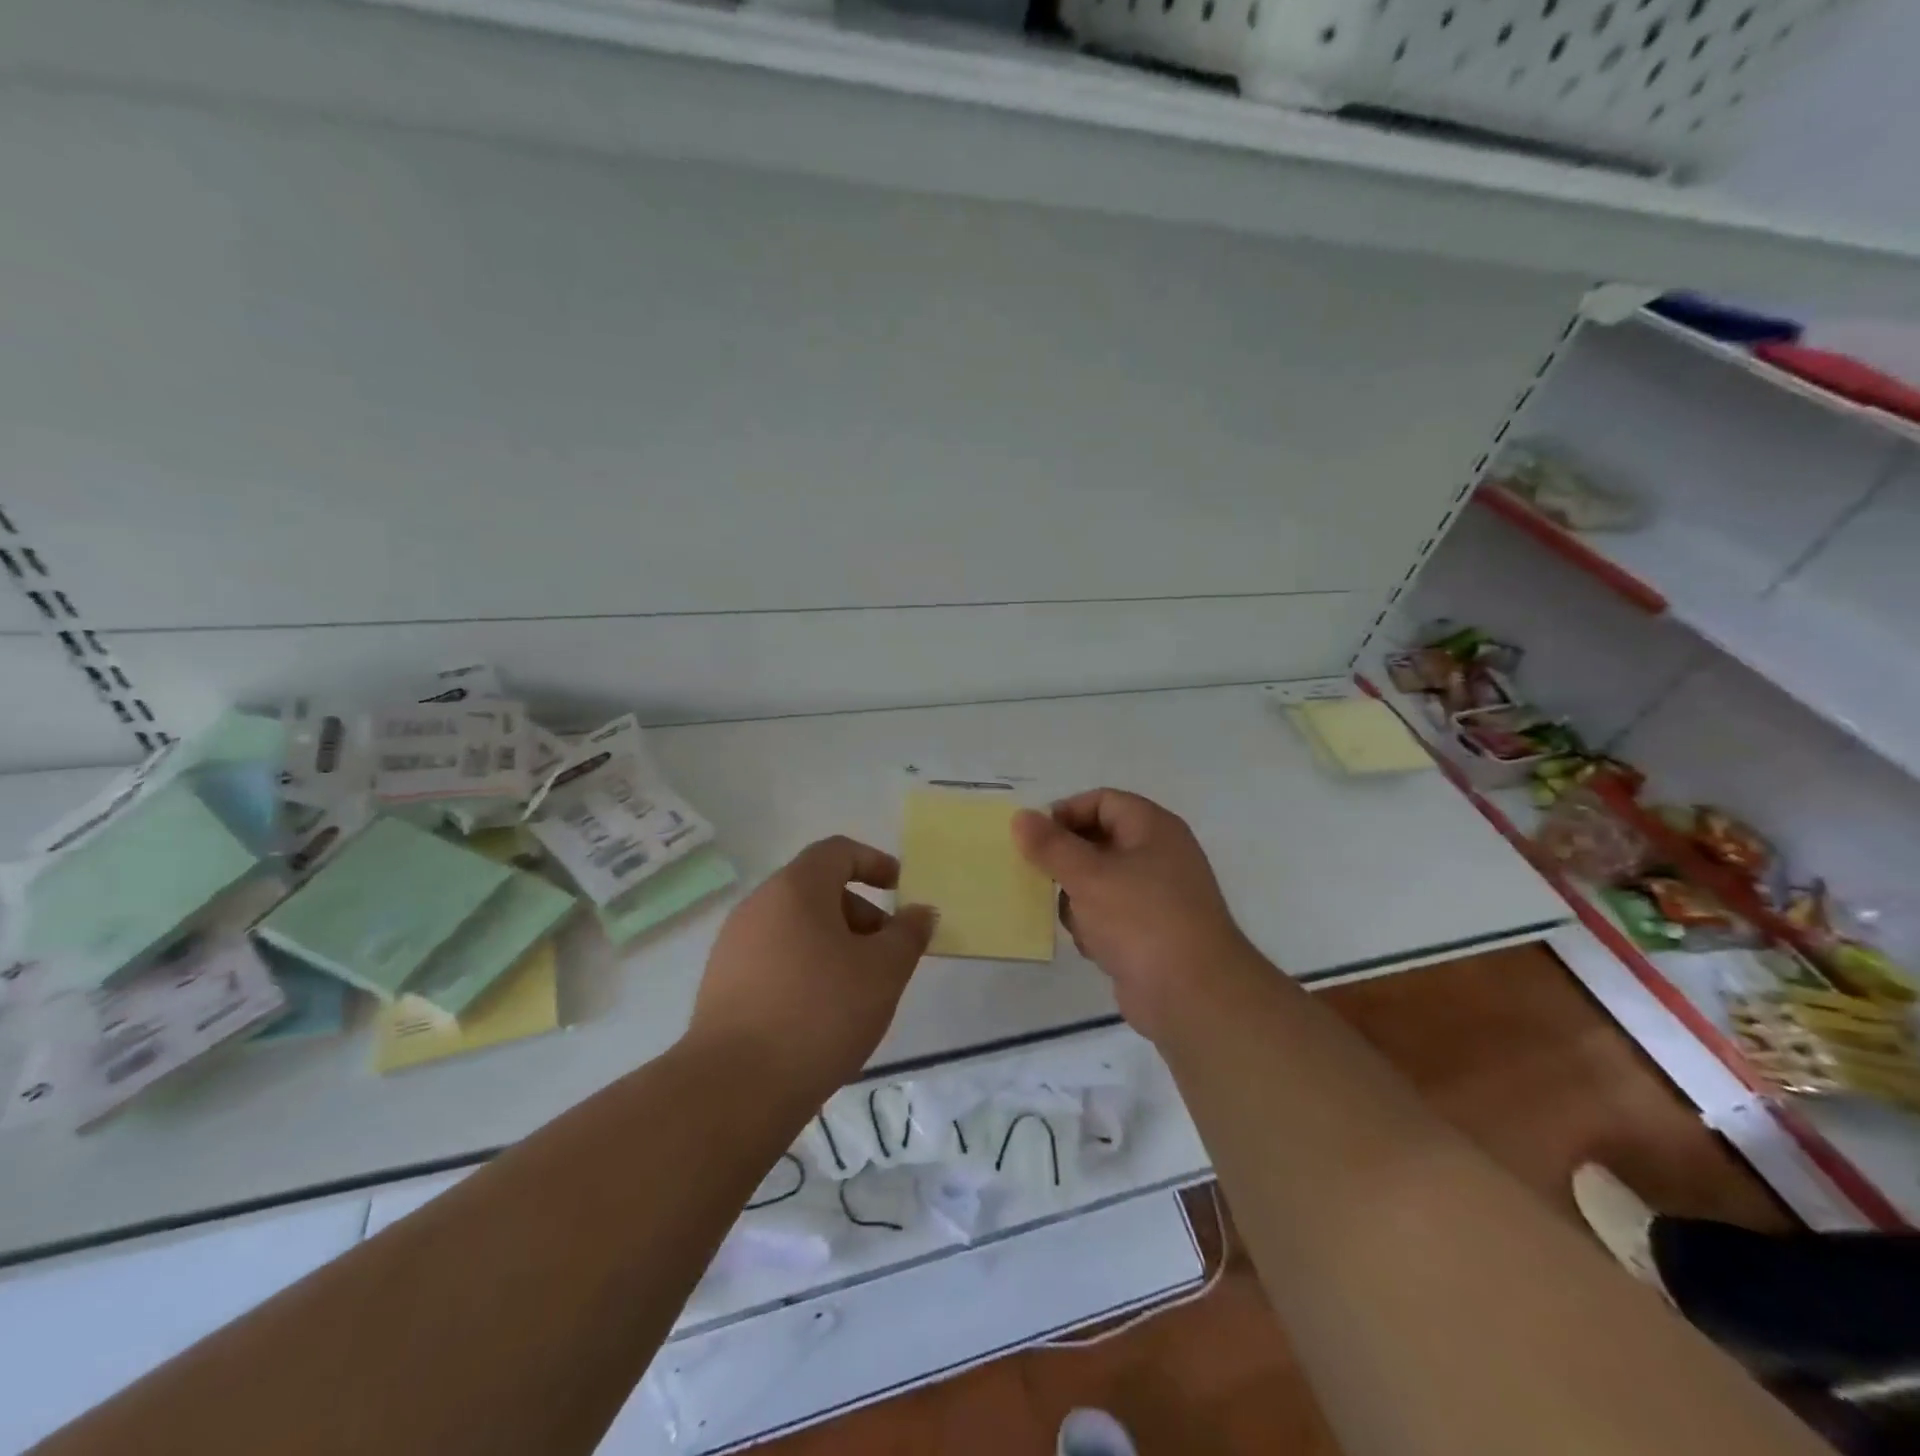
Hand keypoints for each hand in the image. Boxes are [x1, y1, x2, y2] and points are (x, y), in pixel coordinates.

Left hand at [688, 836, 937, 1100]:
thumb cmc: (820, 1012)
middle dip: (860, 913)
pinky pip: (775, 957)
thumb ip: (908, 934)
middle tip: (887, 954)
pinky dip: (806, 967)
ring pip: (796, 926)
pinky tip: (821, 1012)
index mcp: (795, 888)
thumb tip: (919, 912)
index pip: (837, 851)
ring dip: (834, 943)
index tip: (900, 889)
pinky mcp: (722, 983)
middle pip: (817, 889)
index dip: (874, 862)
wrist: (736, 1087)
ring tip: (858, 989)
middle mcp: (759, 905)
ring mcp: (734, 945)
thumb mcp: (884, 971)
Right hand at [1013, 790, 1257, 1041]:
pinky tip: (1094, 947)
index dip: (1066, 812)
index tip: (1033, 838)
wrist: (1192, 996)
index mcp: (1153, 828)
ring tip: (1076, 919)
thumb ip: (1050, 845)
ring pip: (1099, 882)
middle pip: (1098, 842)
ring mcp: (1156, 896)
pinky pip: (1110, 916)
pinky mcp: (1150, 933)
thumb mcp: (1088, 876)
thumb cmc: (1141, 919)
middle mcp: (1158, 855)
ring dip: (1078, 900)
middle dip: (1067, 862)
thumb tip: (1021, 817)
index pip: (1103, 801)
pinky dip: (1096, 928)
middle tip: (1038, 877)